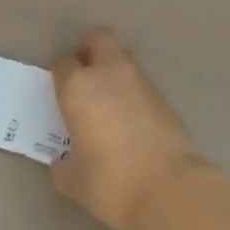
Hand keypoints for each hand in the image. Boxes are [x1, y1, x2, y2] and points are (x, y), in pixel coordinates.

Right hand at [50, 29, 207, 229]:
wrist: (170, 190)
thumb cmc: (111, 183)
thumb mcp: (74, 181)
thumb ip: (63, 165)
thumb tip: (62, 162)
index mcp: (78, 87)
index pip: (62, 65)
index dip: (60, 77)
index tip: (60, 95)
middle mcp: (108, 73)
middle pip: (97, 39)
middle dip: (88, 51)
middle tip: (84, 78)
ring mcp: (140, 81)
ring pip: (122, 57)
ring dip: (112, 69)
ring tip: (109, 102)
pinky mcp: (164, 96)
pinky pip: (140, 82)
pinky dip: (132, 91)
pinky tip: (131, 120)